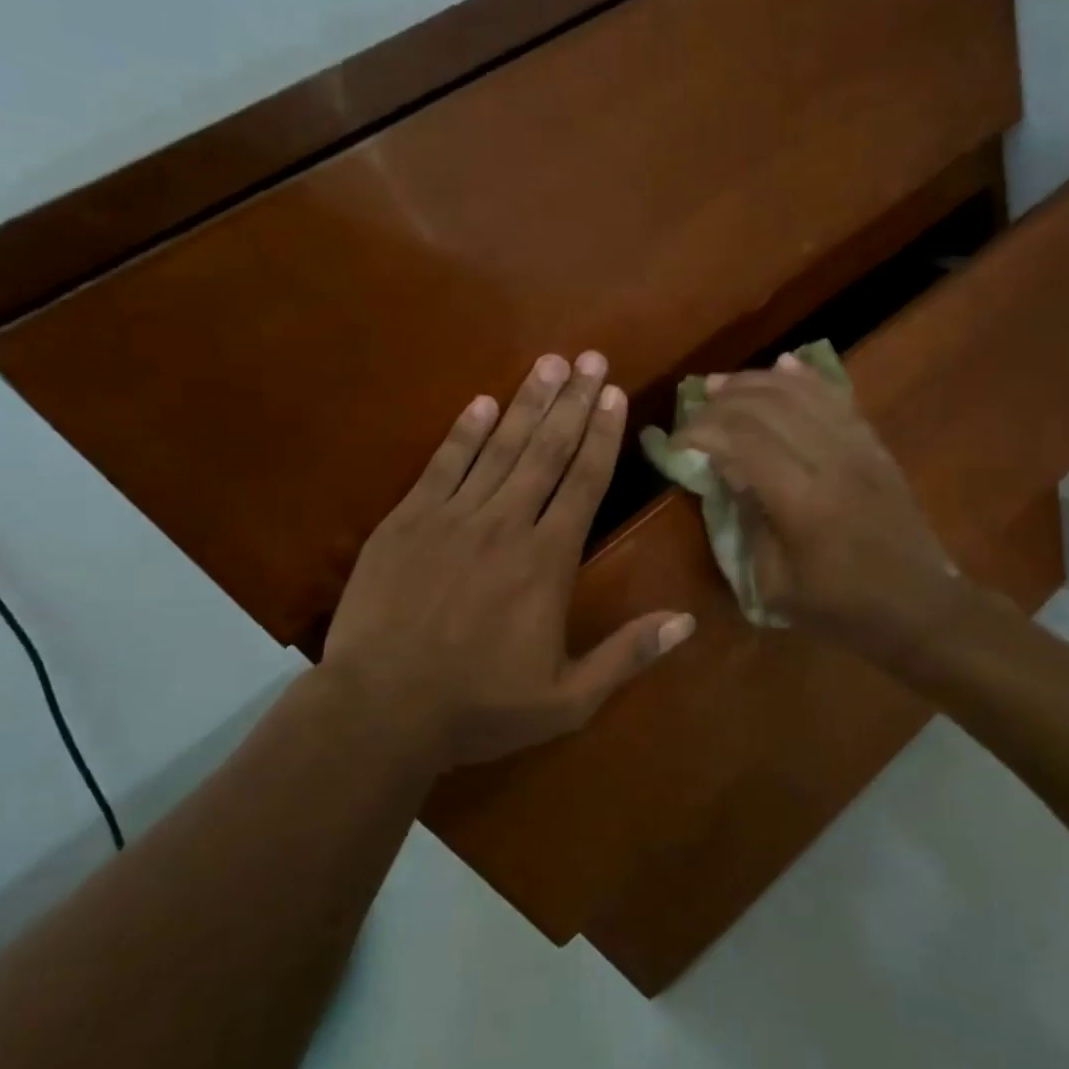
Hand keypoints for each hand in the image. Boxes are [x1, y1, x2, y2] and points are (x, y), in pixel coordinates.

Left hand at [323, 351, 694, 768]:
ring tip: (547, 363)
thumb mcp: (568, 700)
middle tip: (589, 357)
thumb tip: (687, 622)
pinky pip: (442, 466)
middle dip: (571, 401)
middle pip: (546, 451)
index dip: (601, 435)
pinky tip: (481, 404)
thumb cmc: (480, 707)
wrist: (381, 712)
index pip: (585, 483)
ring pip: (499, 448)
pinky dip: (464, 433)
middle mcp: (506, 525)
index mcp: (547, 562)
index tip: (612, 393)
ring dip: (526, 403)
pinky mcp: (406, 522)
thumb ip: (627, 655)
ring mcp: (452, 518)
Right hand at [676, 355, 965, 661]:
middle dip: (723, 400)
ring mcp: (858, 448)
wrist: (919, 606)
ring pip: (803, 393)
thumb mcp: (777, 584)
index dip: (702, 432)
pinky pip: (838, 398)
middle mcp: (830, 461)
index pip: (742, 442)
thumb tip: (728, 472)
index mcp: (802, 502)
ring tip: (724, 383)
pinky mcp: (875, 447)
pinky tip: (783, 365)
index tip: (677, 440)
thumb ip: (749, 522)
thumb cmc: (841, 607)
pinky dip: (806, 378)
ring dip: (758, 381)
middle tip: (695, 405)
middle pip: (769, 407)